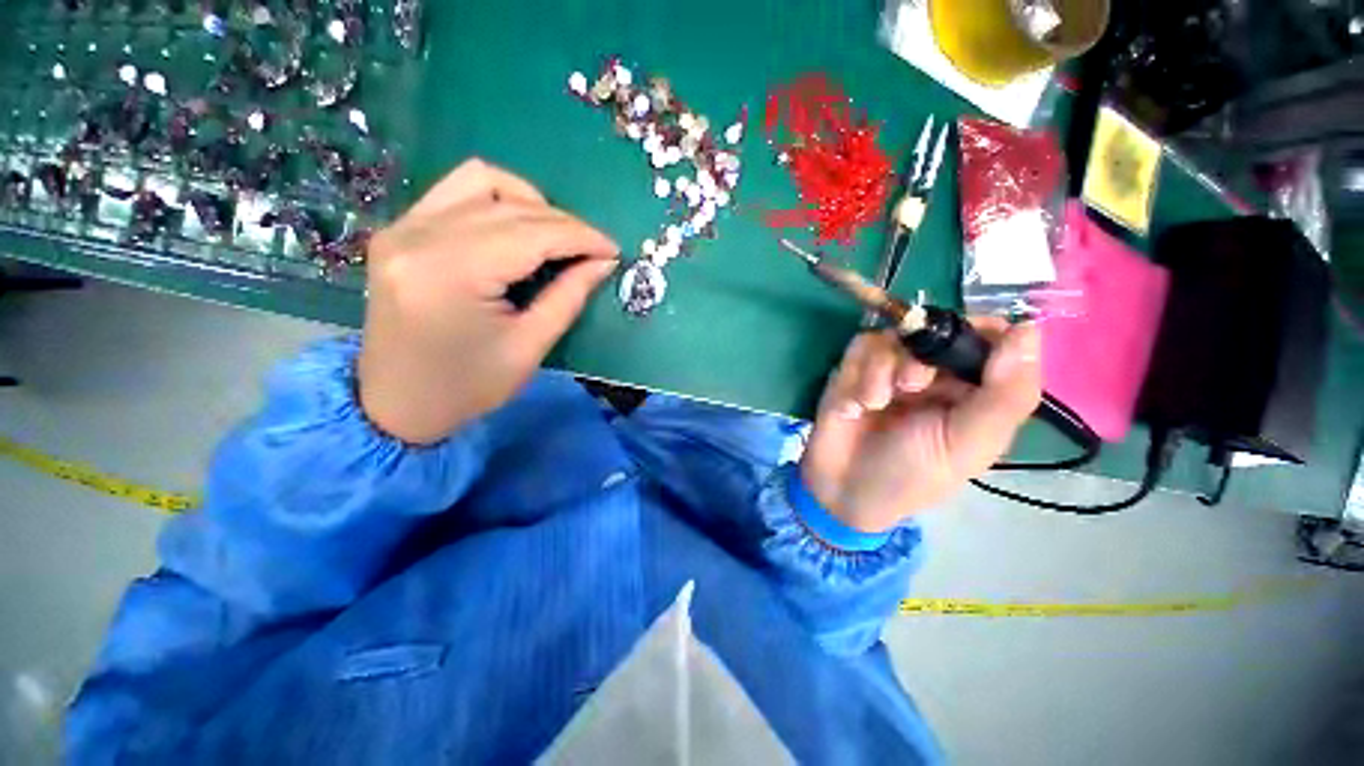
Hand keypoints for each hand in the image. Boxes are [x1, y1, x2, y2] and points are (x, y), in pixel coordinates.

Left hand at [358, 159, 618, 443]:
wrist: (397, 402)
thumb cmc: (469, 387)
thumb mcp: (530, 347)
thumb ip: (568, 296)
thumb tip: (603, 262)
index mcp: (452, 274)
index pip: (531, 233)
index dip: (580, 237)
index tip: (613, 249)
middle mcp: (420, 236)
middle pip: (510, 205)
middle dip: (564, 223)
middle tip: (593, 250)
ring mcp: (403, 227)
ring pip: (481, 181)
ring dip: (530, 202)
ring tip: (556, 235)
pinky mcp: (399, 230)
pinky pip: (456, 190)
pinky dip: (497, 200)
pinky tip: (518, 228)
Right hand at [800, 320, 1041, 531]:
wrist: (845, 488)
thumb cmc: (913, 474)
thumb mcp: (968, 444)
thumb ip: (1005, 394)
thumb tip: (1029, 329)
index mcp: (973, 390)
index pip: (990, 337)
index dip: (979, 330)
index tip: (962, 344)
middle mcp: (934, 372)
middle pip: (937, 329)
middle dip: (922, 355)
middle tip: (910, 386)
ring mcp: (890, 367)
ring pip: (895, 335)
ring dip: (883, 369)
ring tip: (875, 403)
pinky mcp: (854, 367)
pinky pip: (861, 345)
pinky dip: (859, 372)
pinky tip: (855, 403)